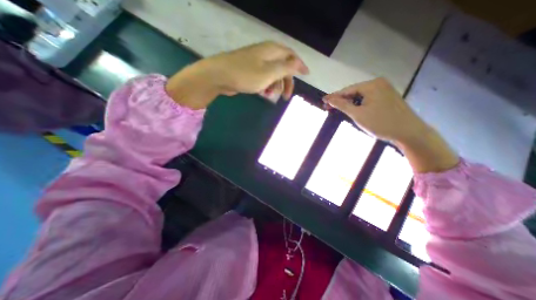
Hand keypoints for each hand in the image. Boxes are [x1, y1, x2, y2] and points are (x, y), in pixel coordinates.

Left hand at [167, 41, 310, 108]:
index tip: (306, 75)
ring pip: (273, 75)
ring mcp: (256, 63)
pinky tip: (263, 94)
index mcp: (272, 51)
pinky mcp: (250, 71)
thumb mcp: (269, 72)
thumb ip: (286, 68)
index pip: (291, 56)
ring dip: (275, 86)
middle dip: (286, 82)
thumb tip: (299, 63)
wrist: (219, 76)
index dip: (300, 65)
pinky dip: (266, 86)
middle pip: (282, 67)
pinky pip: (263, 78)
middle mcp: (265, 54)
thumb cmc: (246, 74)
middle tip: (286, 96)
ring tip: (271, 96)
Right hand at [324, 77, 458, 172]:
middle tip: (329, 108)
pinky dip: (359, 104)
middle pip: (354, 92)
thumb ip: (342, 105)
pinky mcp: (388, 97)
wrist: (409, 132)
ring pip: (361, 96)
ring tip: (340, 110)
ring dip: (350, 103)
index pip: (347, 90)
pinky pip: (368, 98)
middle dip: (342, 101)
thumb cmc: (380, 123)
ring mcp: (385, 89)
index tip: (323, 102)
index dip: (334, 97)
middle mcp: (378, 83)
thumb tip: (328, 99)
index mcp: (371, 85)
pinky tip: (354, 110)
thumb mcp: (357, 114)